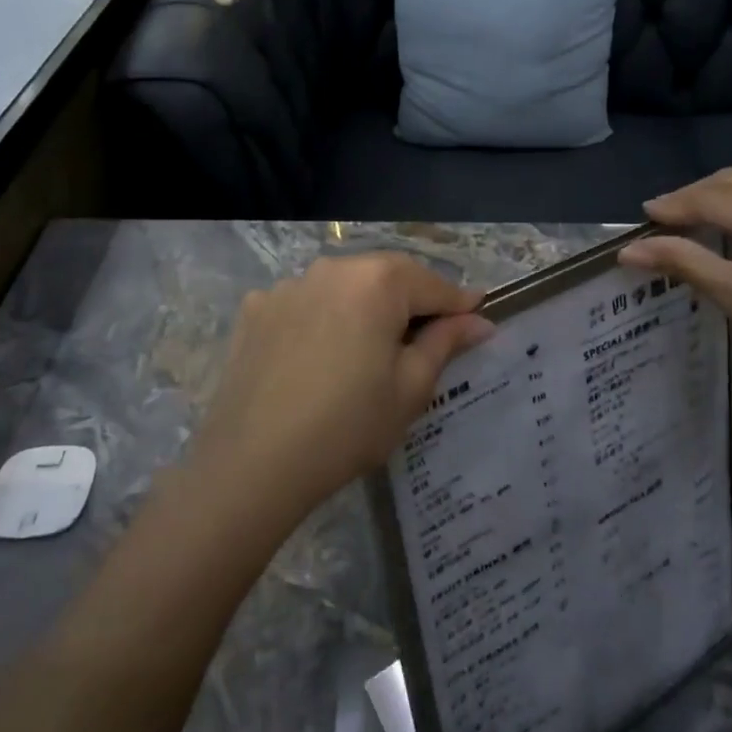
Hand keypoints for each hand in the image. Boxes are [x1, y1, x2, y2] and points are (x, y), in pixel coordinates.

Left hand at [193, 254, 493, 518]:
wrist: (252, 463)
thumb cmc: (348, 425)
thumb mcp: (410, 388)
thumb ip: (446, 343)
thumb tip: (478, 320)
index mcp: (377, 281)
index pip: (433, 284)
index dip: (459, 304)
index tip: (478, 319)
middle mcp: (332, 268)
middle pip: (386, 277)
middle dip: (411, 301)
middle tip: (427, 337)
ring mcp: (289, 285)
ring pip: (343, 287)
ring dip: (364, 307)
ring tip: (369, 348)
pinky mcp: (256, 309)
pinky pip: (304, 303)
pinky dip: (321, 317)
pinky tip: (319, 355)